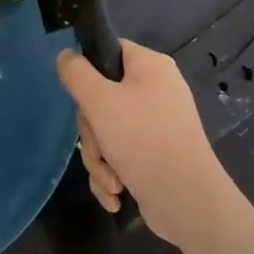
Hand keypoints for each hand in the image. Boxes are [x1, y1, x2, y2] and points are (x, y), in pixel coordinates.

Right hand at [58, 40, 230, 246]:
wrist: (187, 202)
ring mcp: (157, 125)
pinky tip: (116, 194)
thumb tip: (66, 56)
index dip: (89, 71)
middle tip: (99, 147)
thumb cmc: (143, 140)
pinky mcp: (155, 156)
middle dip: (93, 132)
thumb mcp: (99, 100)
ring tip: (112, 181)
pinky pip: (120, 155)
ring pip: (107, 131)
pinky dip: (113, 174)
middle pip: (102, 98)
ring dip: (100, 159)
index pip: (109, 51)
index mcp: (150, 67)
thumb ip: (76, 73)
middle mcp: (156, 91)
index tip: (81, 97)